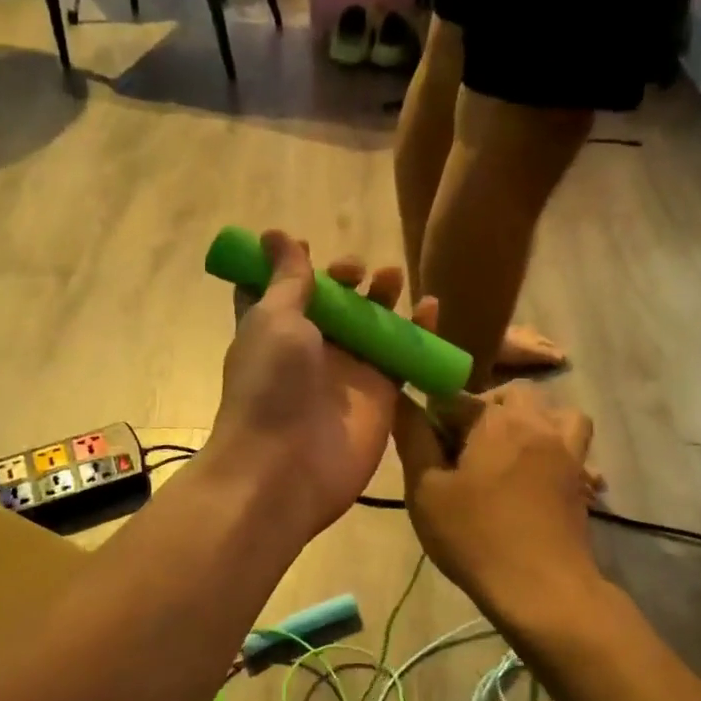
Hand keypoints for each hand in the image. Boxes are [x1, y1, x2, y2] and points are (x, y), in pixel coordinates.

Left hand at [212, 230, 438, 537]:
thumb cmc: (270, 384)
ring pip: (371, 327)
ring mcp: (347, 373)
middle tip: (356, 270)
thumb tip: (275, 234)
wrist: (286, 466)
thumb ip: (287, 279)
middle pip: (334, 305)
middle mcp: (310, 349)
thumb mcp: (274, 319)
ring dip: (382, 299)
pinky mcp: (381, 394)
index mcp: (273, 329)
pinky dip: (420, 332)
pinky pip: (403, 356)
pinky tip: (431, 307)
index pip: (281, 292)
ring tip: (393, 277)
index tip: (307, 246)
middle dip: (345, 281)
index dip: (293, 268)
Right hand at [393, 383, 598, 626]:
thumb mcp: (426, 490)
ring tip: (509, 452)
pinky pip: (575, 448)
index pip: (456, 397)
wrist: (541, 588)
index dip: (436, 420)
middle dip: (485, 411)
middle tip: (464, 451)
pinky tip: (540, 477)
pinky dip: (559, 450)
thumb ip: (413, 438)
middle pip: (512, 395)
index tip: (428, 452)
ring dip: (532, 421)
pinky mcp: (581, 480)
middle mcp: (537, 423)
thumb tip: (401, 398)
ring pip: (555, 413)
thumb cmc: (475, 537)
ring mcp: (567, 451)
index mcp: (496, 419)